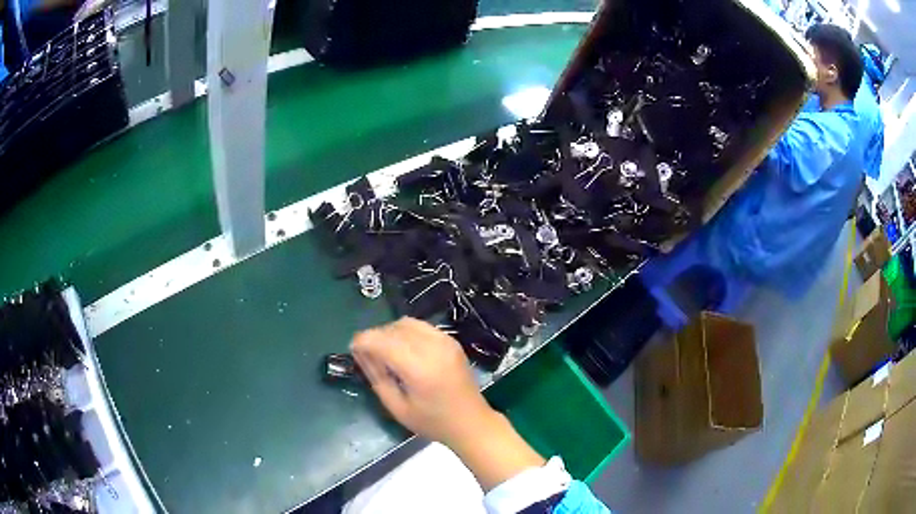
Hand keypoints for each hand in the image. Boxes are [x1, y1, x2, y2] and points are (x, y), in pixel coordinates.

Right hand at [351, 317, 544, 490]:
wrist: (471, 422)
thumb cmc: (433, 422)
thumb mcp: (397, 407)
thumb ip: (376, 377)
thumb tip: (360, 352)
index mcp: (419, 368)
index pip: (383, 341)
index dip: (363, 341)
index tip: (353, 350)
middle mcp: (433, 348)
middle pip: (393, 328)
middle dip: (375, 337)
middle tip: (367, 355)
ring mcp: (445, 341)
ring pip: (406, 323)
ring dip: (390, 332)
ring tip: (385, 353)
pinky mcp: (451, 341)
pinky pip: (421, 326)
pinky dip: (406, 332)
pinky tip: (404, 350)